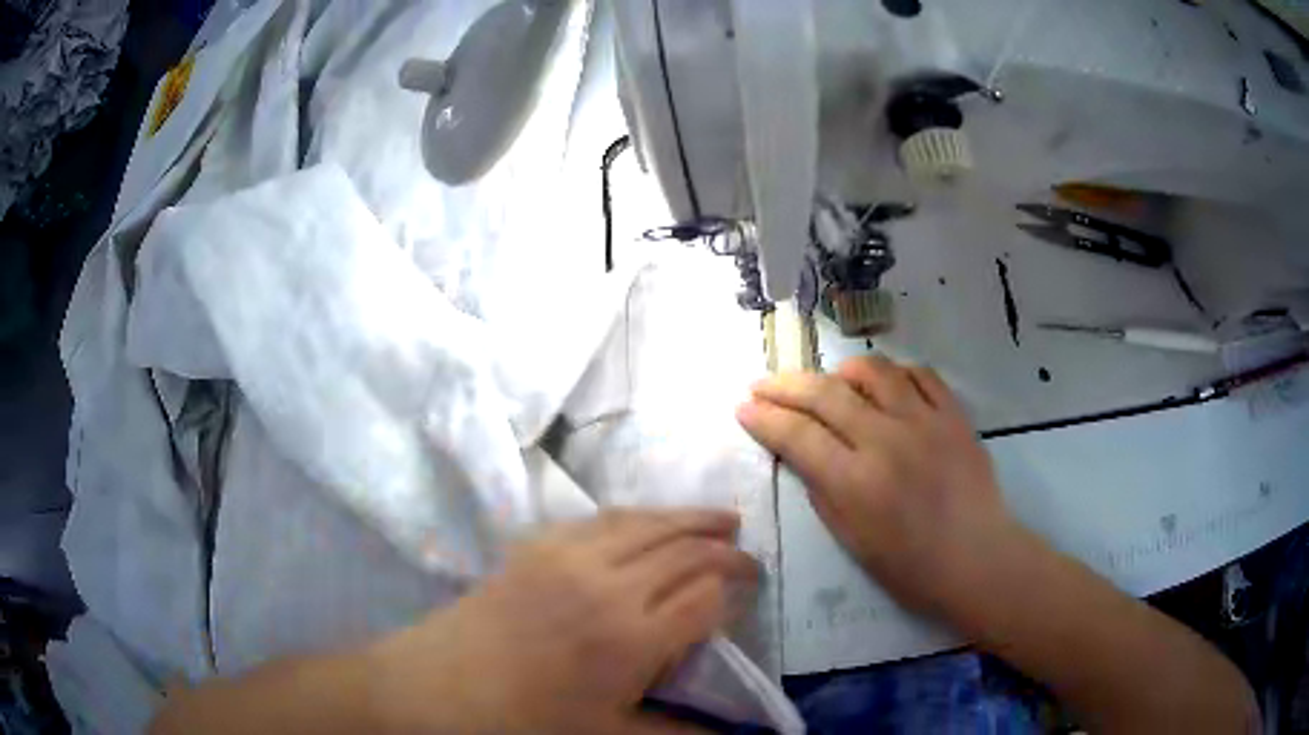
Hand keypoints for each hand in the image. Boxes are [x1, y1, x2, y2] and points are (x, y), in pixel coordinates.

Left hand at [367, 509, 758, 733]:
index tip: (754, 588)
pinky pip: (602, 517)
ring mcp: (569, 556)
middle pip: (685, 549)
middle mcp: (608, 585)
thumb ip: (680, 733)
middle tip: (749, 555)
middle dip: (726, 547)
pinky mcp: (538, 545)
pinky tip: (651, 519)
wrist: (437, 688)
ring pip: (648, 521)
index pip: (707, 595)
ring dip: (690, 517)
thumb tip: (737, 734)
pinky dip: (640, 513)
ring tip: (723, 517)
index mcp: (631, 639)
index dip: (737, 587)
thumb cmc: (525, 722)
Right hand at [736, 355, 1015, 616]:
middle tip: (763, 384)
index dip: (764, 418)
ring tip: (829, 383)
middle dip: (784, 385)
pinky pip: (920, 374)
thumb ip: (821, 490)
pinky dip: (894, 374)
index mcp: (856, 482)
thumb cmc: (909, 566)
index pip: (797, 435)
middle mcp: (886, 440)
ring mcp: (924, 421)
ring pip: (872, 370)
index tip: (744, 407)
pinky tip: (884, 386)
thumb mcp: (851, 541)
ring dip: (840, 371)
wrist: (976, 558)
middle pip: (825, 394)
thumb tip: (800, 452)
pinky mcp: (953, 414)